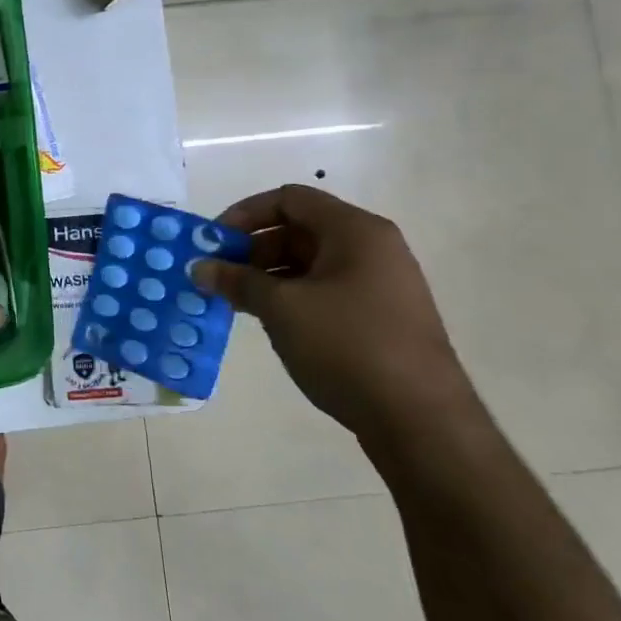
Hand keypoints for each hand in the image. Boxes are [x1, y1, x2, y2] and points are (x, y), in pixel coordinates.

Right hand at [189, 185, 478, 443]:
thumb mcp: (281, 308)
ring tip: (234, 301)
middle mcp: (372, 248)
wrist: (420, 420)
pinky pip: (325, 290)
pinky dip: (291, 296)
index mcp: (355, 231)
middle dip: (252, 249)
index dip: (245, 214)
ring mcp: (379, 284)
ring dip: (267, 276)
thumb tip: (199, 267)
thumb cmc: (347, 345)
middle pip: (299, 230)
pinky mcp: (379, 316)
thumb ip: (236, 280)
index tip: (213, 242)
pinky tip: (267, 320)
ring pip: (310, 263)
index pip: (289, 199)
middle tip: (217, 276)